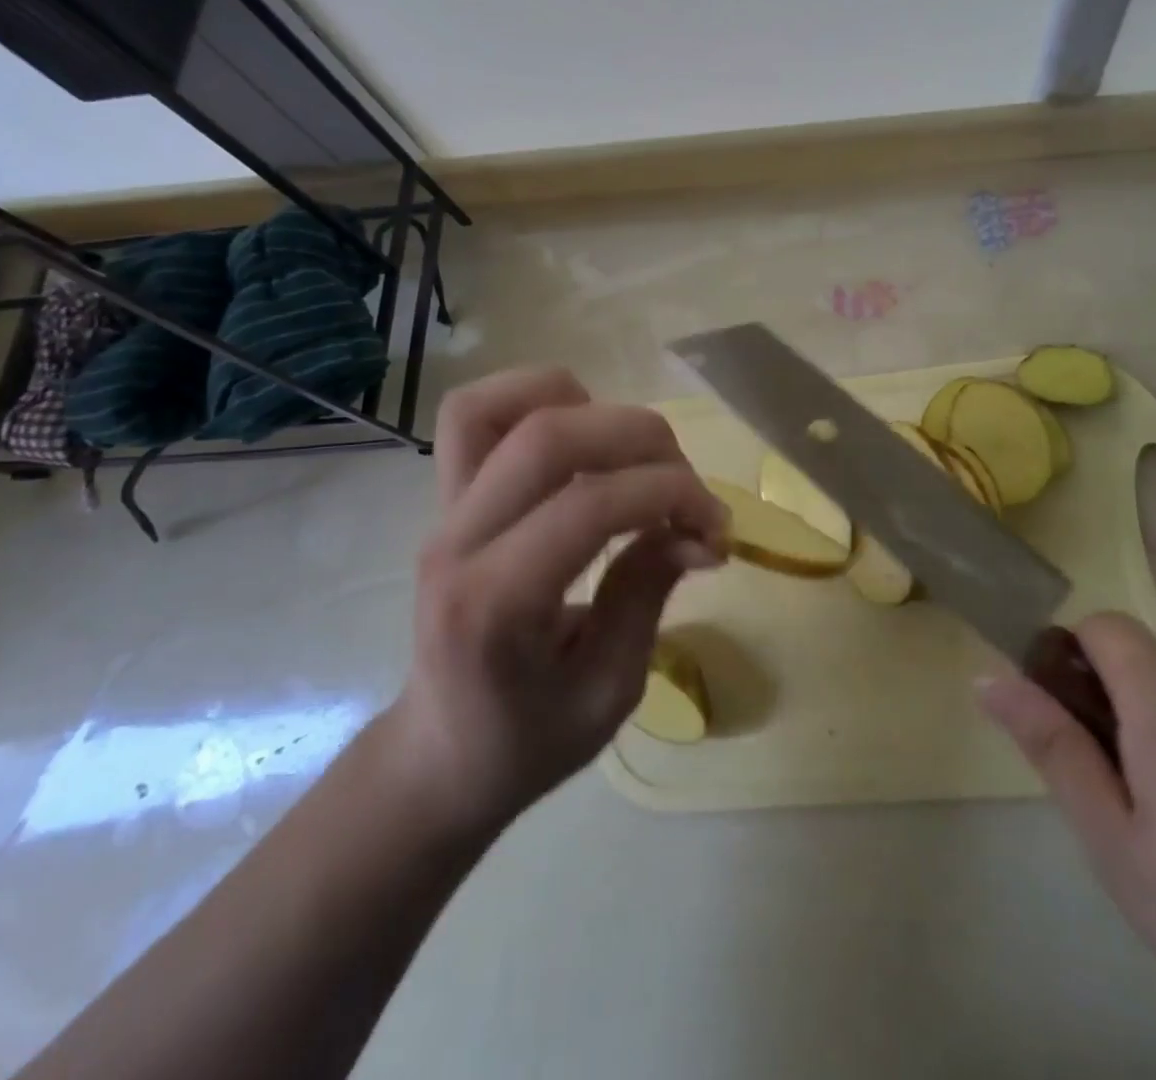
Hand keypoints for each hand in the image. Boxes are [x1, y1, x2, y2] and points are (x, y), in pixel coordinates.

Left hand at [389, 368, 725, 837]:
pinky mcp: (445, 497)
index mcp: (496, 605)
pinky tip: (582, 434)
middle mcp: (457, 540)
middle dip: (642, 440)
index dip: (670, 493)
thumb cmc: (528, 741)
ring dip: (582, 406)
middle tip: (687, 487)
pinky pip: (475, 414)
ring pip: (497, 406)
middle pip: (549, 437)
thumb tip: (698, 527)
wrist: (439, 756)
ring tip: (627, 452)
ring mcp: (441, 511)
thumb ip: (649, 593)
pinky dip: (534, 399)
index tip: (716, 527)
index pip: (590, 504)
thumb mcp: (610, 691)